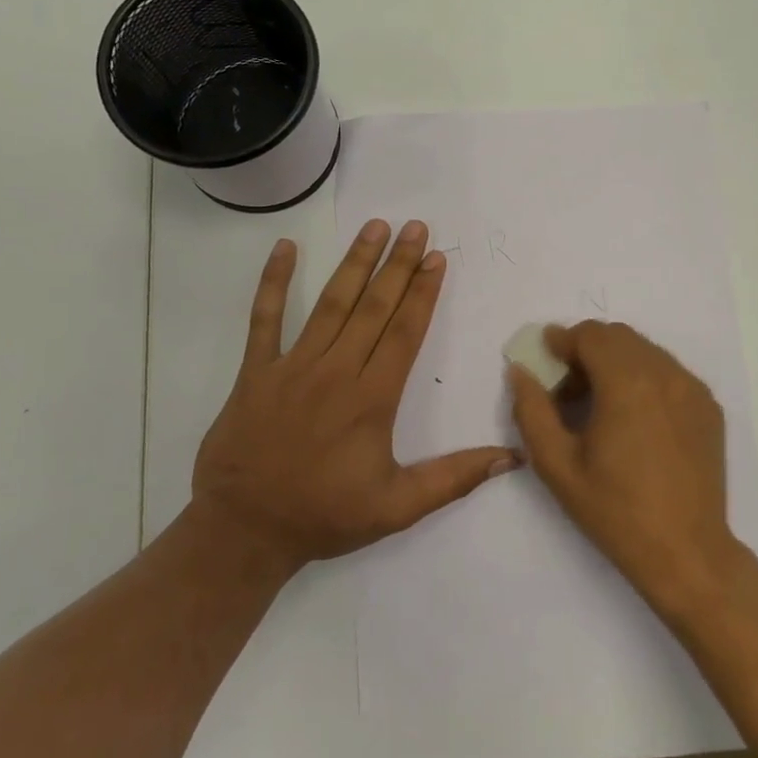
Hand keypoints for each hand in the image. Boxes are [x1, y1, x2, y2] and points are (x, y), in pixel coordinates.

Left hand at [191, 220, 520, 576]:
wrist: (244, 531)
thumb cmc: (325, 516)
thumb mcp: (398, 508)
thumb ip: (455, 478)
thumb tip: (512, 457)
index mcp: (372, 398)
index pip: (405, 332)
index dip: (423, 292)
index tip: (436, 258)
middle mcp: (336, 371)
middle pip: (374, 307)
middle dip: (398, 265)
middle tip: (416, 227)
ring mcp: (292, 366)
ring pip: (330, 304)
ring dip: (355, 263)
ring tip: (374, 227)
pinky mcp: (256, 371)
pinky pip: (264, 319)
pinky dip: (274, 282)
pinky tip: (285, 247)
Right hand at [508, 322, 742, 617]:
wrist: (686, 551)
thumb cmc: (615, 510)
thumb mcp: (557, 465)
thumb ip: (532, 410)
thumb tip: (521, 372)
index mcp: (628, 383)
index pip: (590, 335)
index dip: (562, 340)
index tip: (545, 358)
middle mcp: (666, 374)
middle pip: (619, 337)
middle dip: (587, 349)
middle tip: (567, 387)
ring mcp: (693, 389)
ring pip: (646, 351)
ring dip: (616, 362)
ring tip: (599, 404)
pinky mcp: (709, 407)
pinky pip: (669, 372)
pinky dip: (644, 378)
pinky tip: (633, 418)